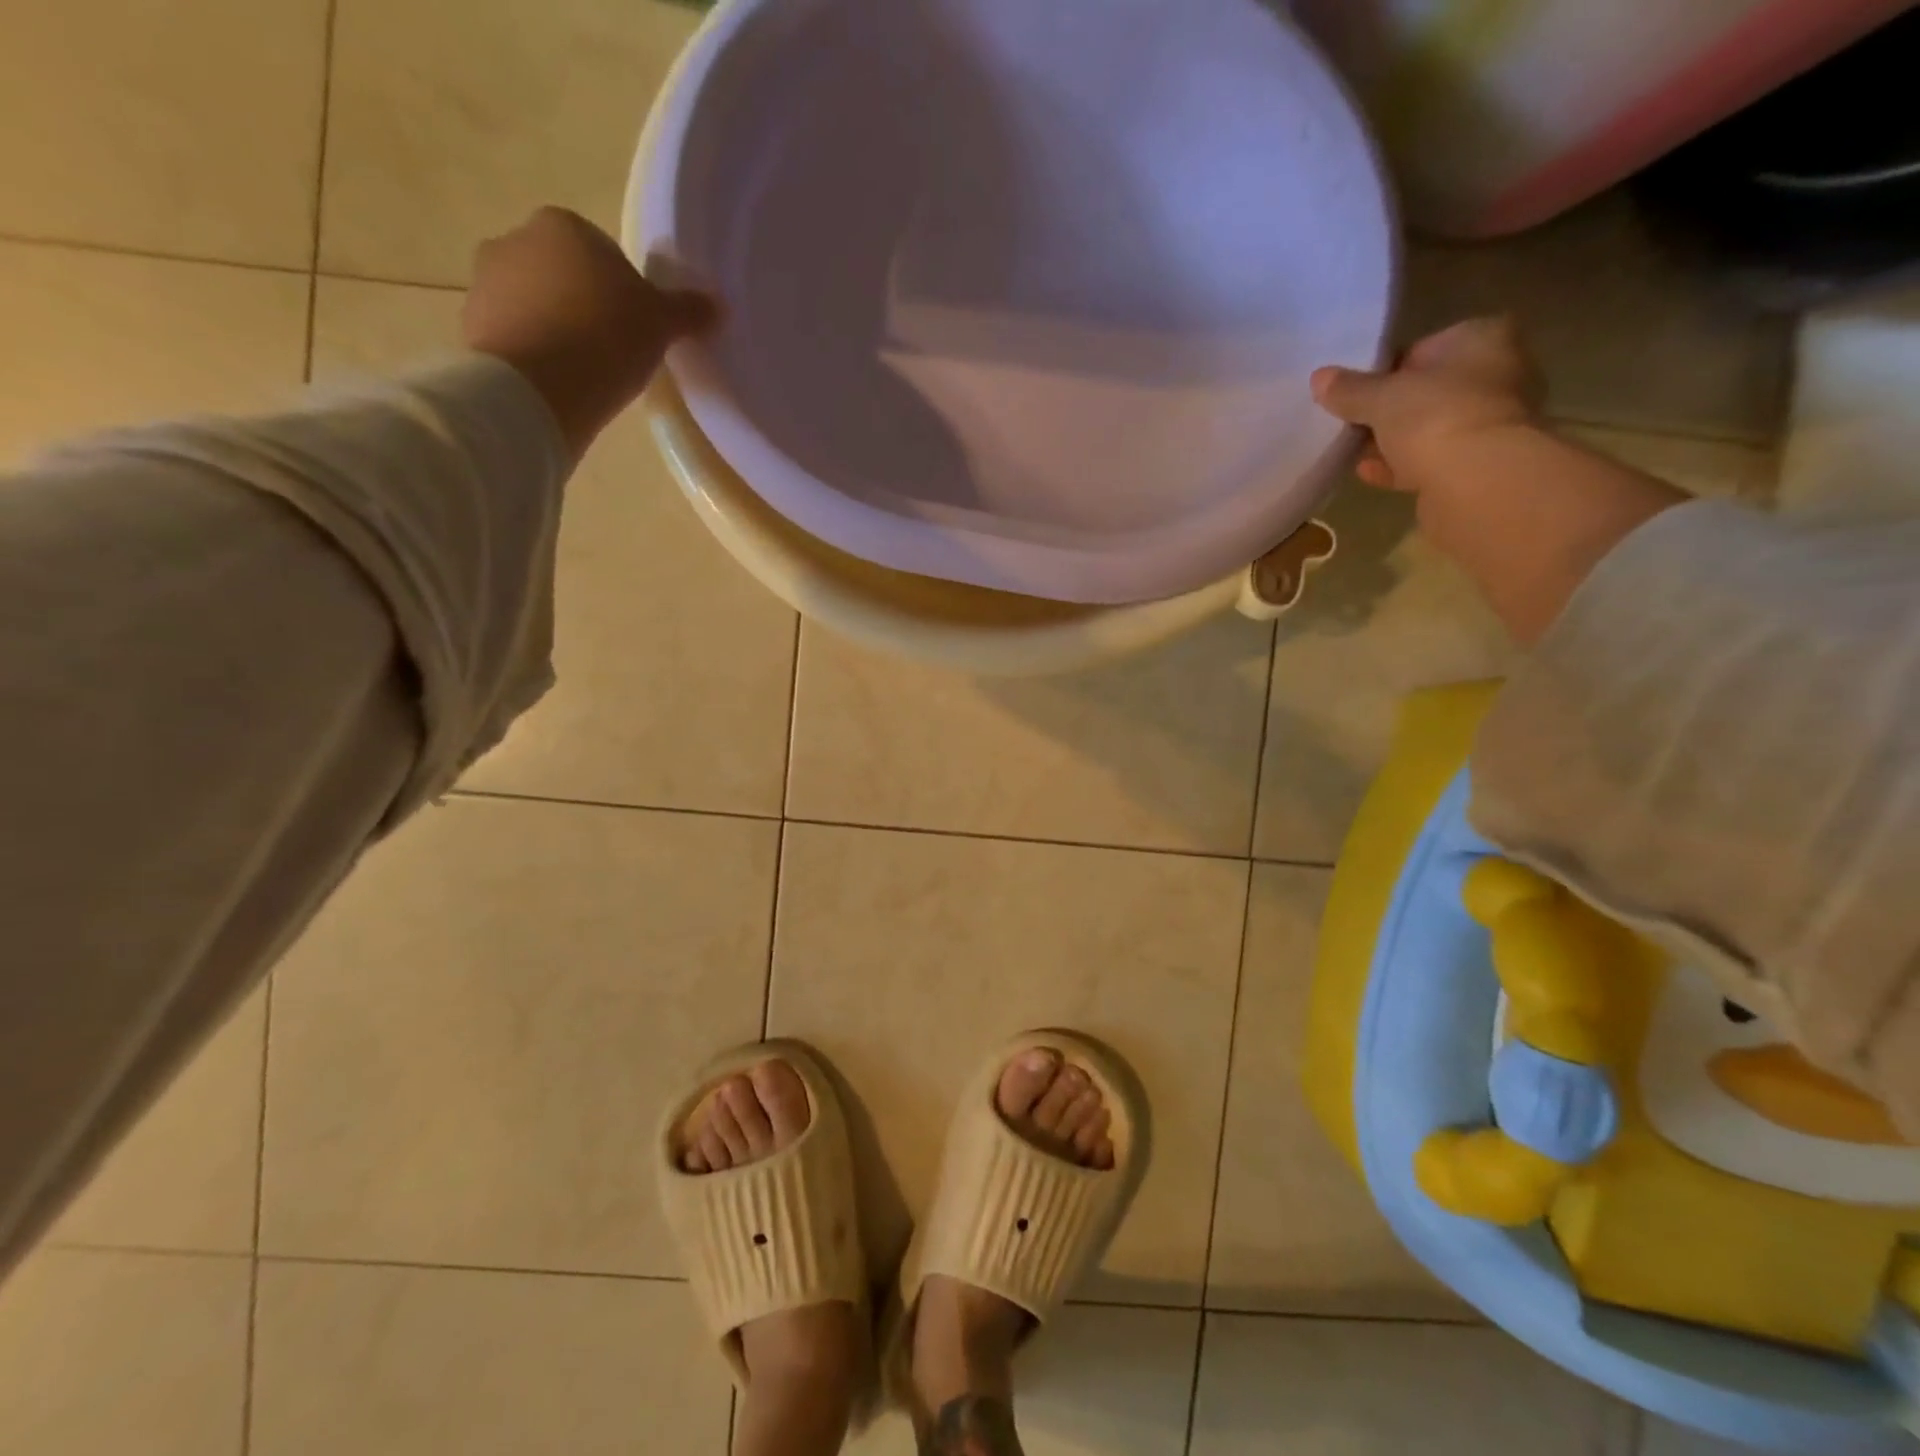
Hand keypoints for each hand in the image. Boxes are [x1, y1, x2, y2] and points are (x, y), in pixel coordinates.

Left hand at [463, 207, 716, 456]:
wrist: (538, 388)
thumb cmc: (605, 339)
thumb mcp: (660, 324)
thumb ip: (687, 310)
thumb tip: (718, 306)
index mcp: (563, 225)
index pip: (603, 253)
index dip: (625, 292)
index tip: (637, 327)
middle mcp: (515, 238)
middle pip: (565, 275)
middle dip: (586, 305)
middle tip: (614, 351)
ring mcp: (485, 281)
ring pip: (537, 303)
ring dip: (559, 329)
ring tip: (587, 372)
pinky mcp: (472, 324)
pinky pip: (516, 335)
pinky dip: (536, 353)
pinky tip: (559, 383)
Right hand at [1310, 316, 1543, 495]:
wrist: (1476, 481)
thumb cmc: (1434, 417)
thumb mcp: (1380, 397)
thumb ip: (1349, 389)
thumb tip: (1319, 377)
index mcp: (1481, 340)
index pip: (1425, 347)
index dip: (1386, 369)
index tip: (1355, 390)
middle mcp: (1495, 375)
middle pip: (1427, 390)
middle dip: (1389, 408)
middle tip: (1350, 420)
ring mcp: (1489, 422)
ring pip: (1428, 427)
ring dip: (1392, 440)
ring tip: (1352, 449)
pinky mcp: (1477, 465)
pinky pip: (1429, 460)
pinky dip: (1399, 465)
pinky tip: (1365, 472)